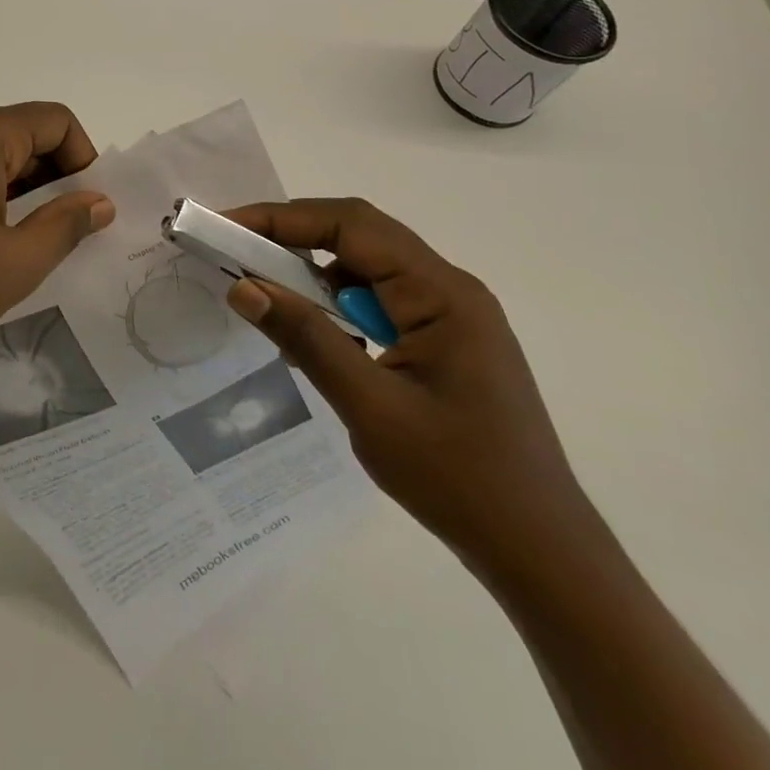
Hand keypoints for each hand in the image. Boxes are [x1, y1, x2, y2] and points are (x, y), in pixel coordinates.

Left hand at [0, 103, 115, 376]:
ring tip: (23, 247)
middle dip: (52, 180)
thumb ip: (66, 225)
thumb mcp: (14, 264)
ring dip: (18, 193)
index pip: (54, 121)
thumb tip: (99, 201)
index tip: (87, 209)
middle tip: (63, 236)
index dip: (83, 159)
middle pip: (21, 135)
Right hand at [221, 198, 593, 576]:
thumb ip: (306, 339)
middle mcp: (449, 289)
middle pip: (360, 236)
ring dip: (314, 273)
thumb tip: (243, 288)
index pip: (352, 226)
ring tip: (264, 290)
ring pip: (367, 268)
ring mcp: (450, 315)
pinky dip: (337, 304)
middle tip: (234, 250)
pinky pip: (379, 301)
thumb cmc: (459, 479)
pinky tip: (312, 333)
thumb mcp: (370, 407)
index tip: (228, 225)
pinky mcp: (443, 341)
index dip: (284, 218)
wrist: (540, 552)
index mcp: (442, 293)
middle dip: (293, 236)